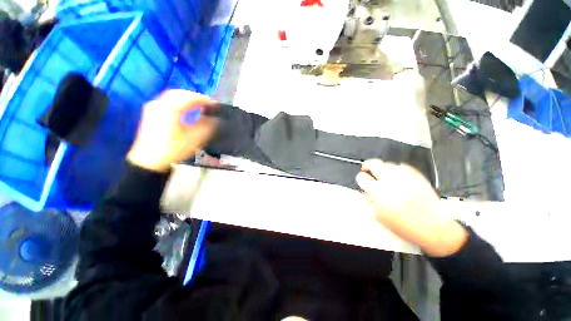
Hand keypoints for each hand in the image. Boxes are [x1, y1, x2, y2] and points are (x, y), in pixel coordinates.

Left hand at [127, 90, 217, 171]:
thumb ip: (207, 126)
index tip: (216, 105)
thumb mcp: (194, 139)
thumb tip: (215, 119)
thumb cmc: (173, 149)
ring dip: (187, 98)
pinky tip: (185, 108)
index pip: (190, 98)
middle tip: (208, 104)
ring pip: (173, 96)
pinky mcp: (151, 112)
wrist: (149, 160)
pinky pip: (167, 100)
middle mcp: (160, 103)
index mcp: (170, 109)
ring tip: (199, 105)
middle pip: (180, 93)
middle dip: (196, 97)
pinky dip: (179, 101)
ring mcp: (154, 107)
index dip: (205, 100)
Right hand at [356, 159, 466, 256]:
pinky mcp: (417, 176)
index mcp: (379, 193)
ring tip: (383, 176)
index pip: (362, 177)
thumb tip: (364, 192)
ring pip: (387, 164)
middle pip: (373, 164)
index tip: (362, 180)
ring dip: (382, 169)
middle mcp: (391, 182)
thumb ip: (369, 201)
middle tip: (367, 169)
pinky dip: (397, 170)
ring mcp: (405, 177)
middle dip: (368, 166)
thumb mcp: (380, 218)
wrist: (435, 229)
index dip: (360, 178)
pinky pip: (402, 166)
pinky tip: (397, 177)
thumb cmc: (407, 227)